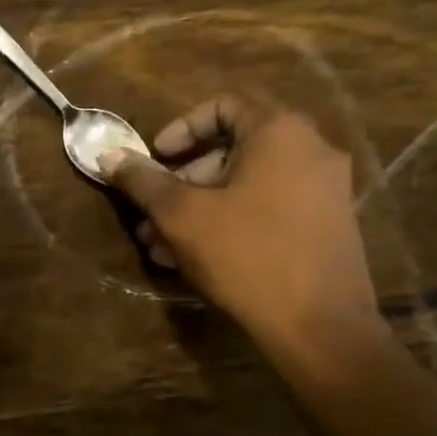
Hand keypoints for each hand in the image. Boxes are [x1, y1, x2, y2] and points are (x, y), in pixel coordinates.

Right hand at [101, 95, 387, 354]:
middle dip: (183, 180)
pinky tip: (194, 259)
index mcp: (280, 132)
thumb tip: (109, 156)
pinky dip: (231, 221)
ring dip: (200, 208)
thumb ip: (144, 181)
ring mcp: (325, 191)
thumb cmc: (247, 255)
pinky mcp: (327, 226)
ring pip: (248, 185)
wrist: (321, 329)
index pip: (223, 107)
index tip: (155, 158)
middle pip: (234, 149)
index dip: (181, 128)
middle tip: (152, 211)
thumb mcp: (182, 216)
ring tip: (161, 245)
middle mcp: (311, 150)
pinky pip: (269, 208)